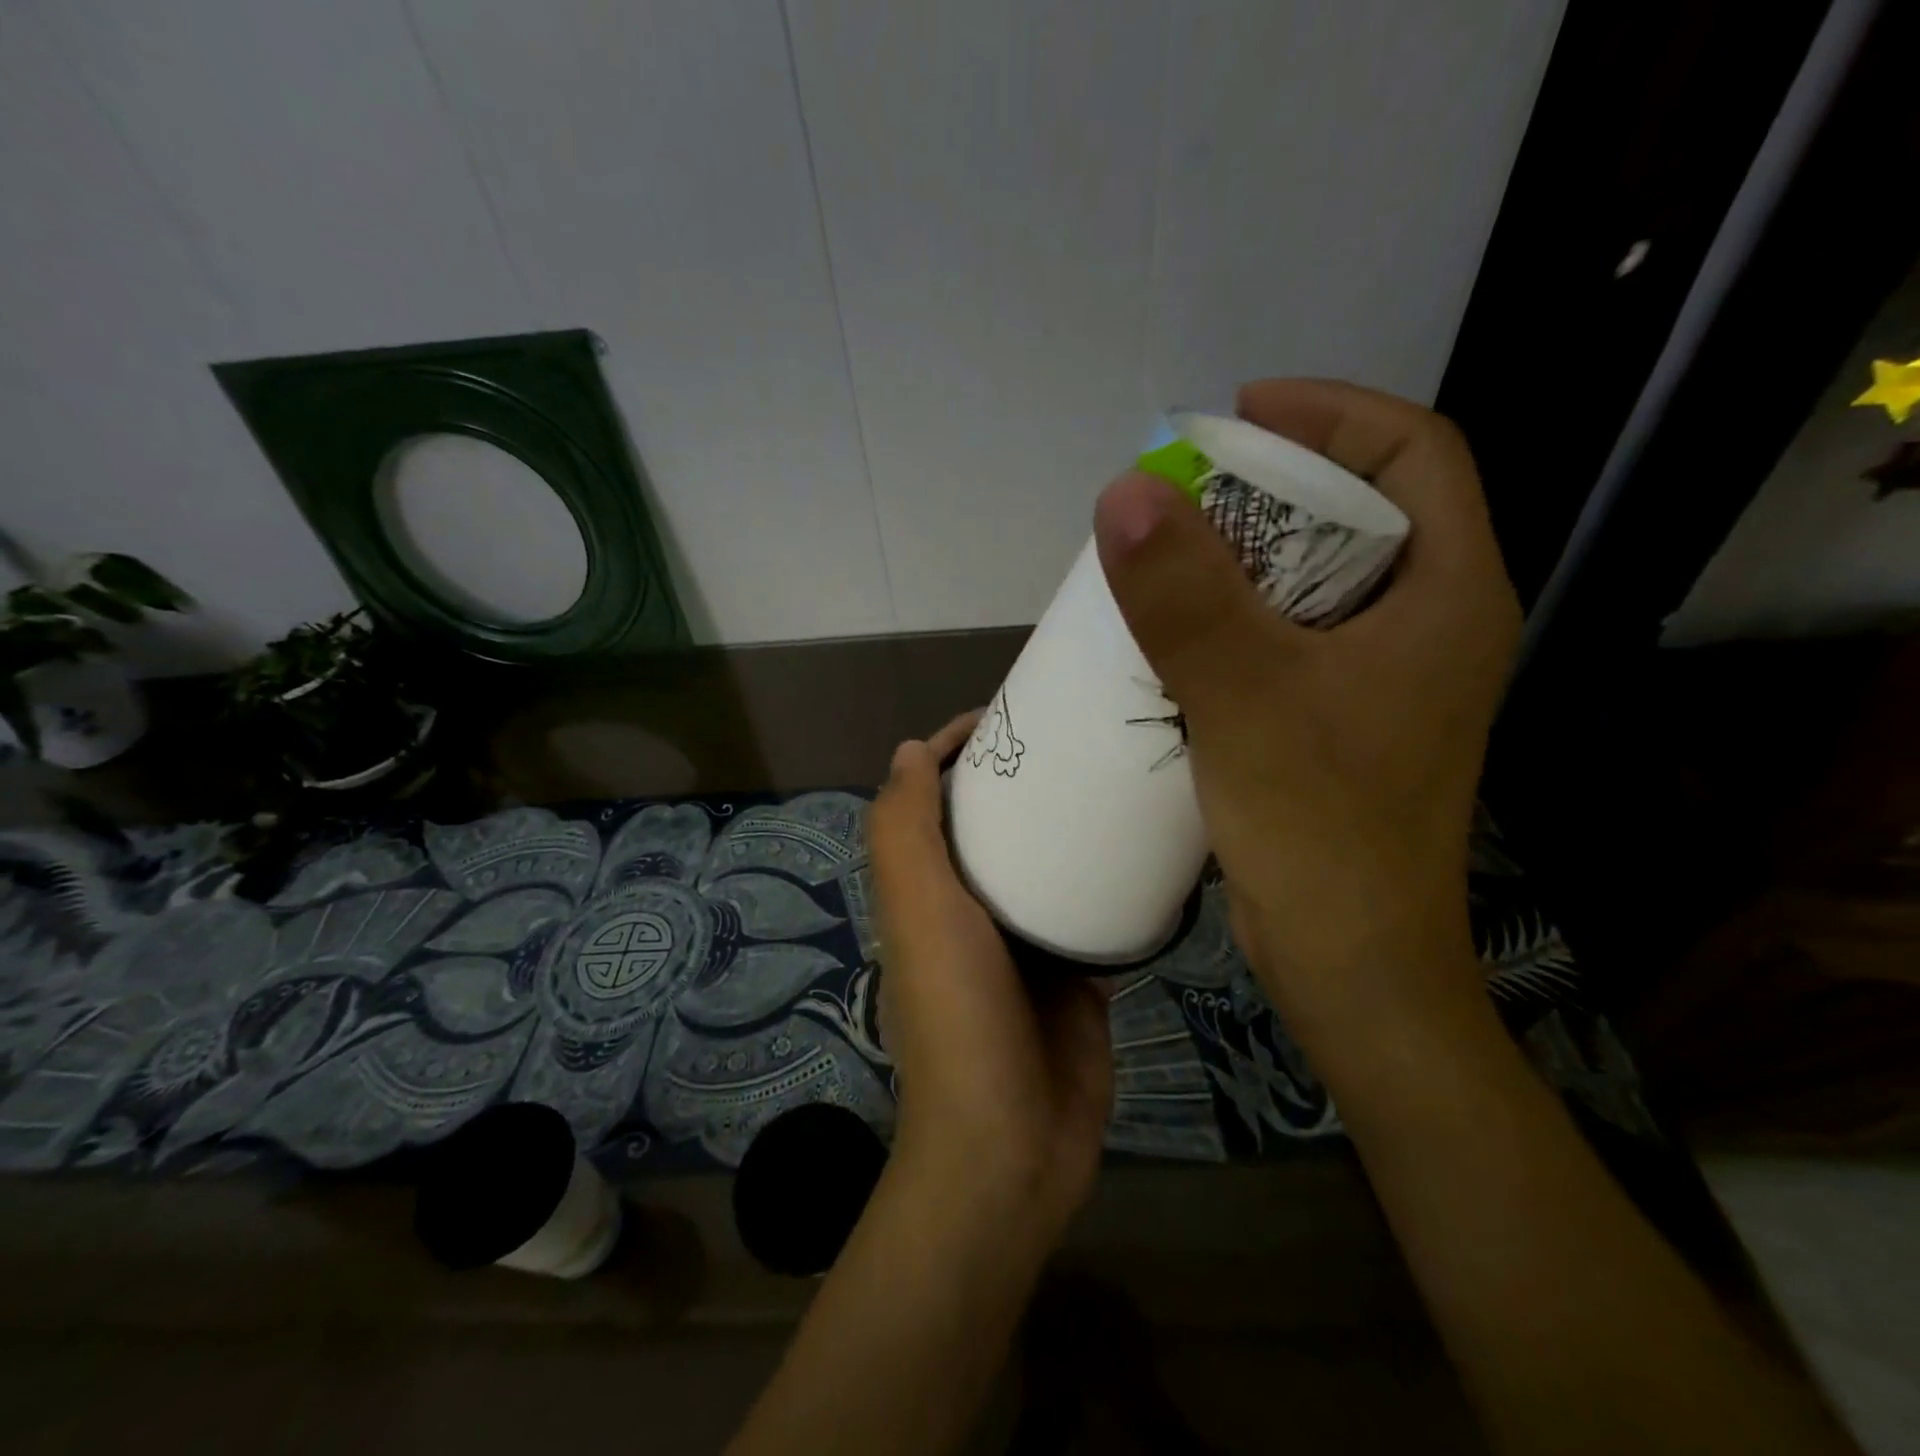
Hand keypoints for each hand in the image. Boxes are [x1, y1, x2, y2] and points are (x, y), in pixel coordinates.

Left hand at [866, 712, 1113, 1242]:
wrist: (1011, 1142)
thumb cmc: (958, 1013)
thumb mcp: (919, 912)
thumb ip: (904, 833)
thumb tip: (908, 750)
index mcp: (927, 889)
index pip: (934, 801)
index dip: (956, 752)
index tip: (1005, 716)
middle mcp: (971, 909)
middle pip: (993, 825)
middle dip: (1022, 779)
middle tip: (1077, 737)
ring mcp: (1027, 942)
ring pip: (1046, 864)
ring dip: (1069, 824)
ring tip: (1116, 776)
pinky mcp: (1077, 973)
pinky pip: (1093, 910)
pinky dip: (1111, 880)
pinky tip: (1145, 846)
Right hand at [1094, 380, 1519, 1050]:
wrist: (1348, 960)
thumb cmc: (1322, 828)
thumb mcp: (1247, 697)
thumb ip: (1186, 595)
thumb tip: (1124, 492)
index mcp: (1447, 594)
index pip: (1415, 451)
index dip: (1330, 412)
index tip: (1236, 415)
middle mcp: (1427, 623)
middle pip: (1359, 511)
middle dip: (1270, 486)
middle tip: (1182, 493)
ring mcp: (1383, 676)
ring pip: (1313, 580)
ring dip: (1241, 557)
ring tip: (1165, 556)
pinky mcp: (1338, 718)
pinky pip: (1286, 637)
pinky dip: (1232, 617)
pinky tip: (1173, 634)